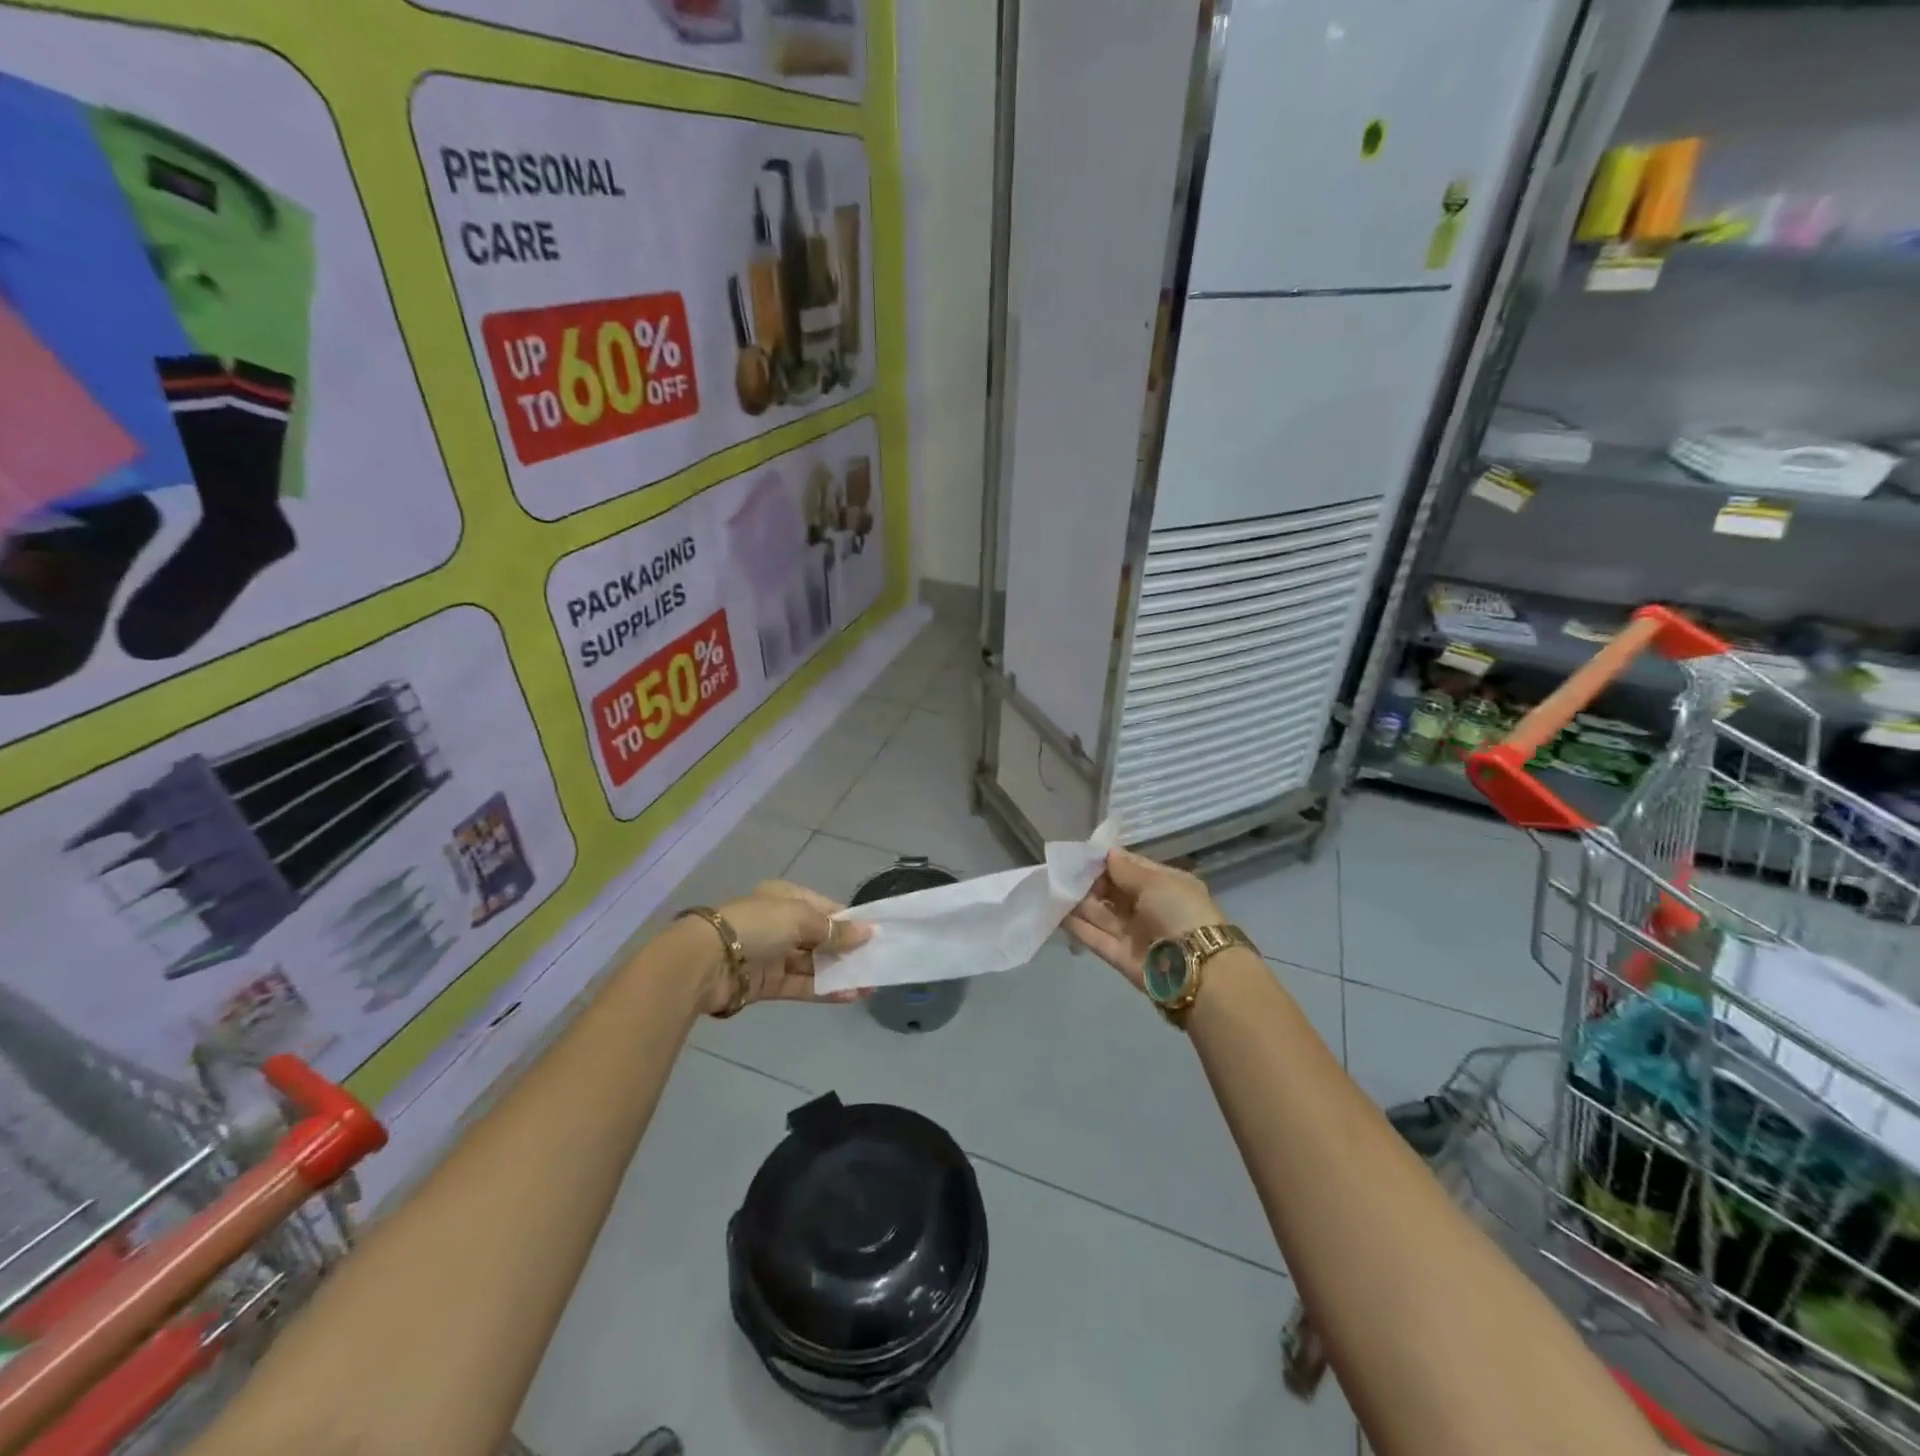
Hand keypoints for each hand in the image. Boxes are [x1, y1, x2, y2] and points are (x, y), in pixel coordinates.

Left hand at [700, 881, 871, 1014]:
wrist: (708, 962)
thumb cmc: (757, 926)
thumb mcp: (800, 918)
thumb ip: (834, 930)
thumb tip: (868, 932)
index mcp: (785, 899)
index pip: (825, 909)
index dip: (849, 922)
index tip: (875, 935)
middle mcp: (780, 925)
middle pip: (821, 938)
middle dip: (848, 949)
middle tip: (878, 961)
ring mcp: (774, 955)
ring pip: (814, 964)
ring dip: (841, 972)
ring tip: (871, 981)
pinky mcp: (768, 984)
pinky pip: (803, 985)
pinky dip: (826, 989)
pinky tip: (851, 995)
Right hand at [1064, 848, 1221, 991]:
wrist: (1195, 970)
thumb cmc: (1179, 913)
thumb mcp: (1156, 882)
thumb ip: (1125, 869)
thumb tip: (1107, 853)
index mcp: (1165, 886)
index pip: (1131, 868)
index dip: (1107, 861)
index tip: (1081, 855)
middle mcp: (1150, 908)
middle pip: (1114, 891)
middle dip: (1090, 881)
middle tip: (1062, 872)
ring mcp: (1135, 934)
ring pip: (1102, 914)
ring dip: (1079, 902)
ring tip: (1053, 888)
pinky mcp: (1121, 957)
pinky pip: (1096, 937)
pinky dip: (1077, 926)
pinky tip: (1056, 912)